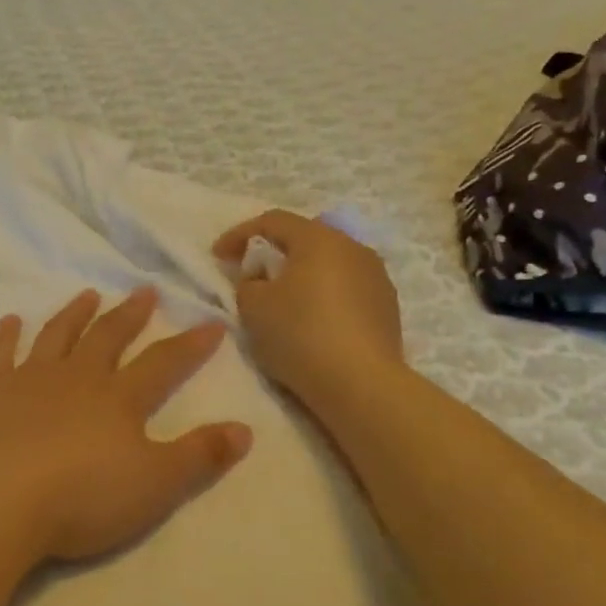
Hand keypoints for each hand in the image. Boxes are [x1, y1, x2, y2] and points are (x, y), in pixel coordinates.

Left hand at [0, 286, 251, 563]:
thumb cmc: (83, 498)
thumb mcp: (156, 485)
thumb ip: (201, 455)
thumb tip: (245, 429)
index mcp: (119, 398)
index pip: (163, 362)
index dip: (191, 344)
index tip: (212, 323)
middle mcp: (77, 377)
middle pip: (108, 337)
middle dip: (130, 314)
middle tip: (145, 290)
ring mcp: (30, 380)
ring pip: (57, 335)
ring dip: (75, 313)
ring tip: (88, 294)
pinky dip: (5, 336)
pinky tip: (9, 320)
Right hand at [214, 211, 404, 406]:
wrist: (362, 385)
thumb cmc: (301, 334)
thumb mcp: (253, 307)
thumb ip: (247, 283)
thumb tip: (260, 281)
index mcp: (319, 238)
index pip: (272, 221)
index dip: (239, 234)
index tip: (217, 256)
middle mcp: (352, 248)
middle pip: (305, 238)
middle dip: (274, 252)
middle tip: (251, 273)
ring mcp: (376, 277)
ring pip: (329, 264)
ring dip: (302, 274)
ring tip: (282, 299)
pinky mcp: (387, 307)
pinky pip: (346, 289)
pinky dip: (323, 296)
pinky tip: (312, 320)